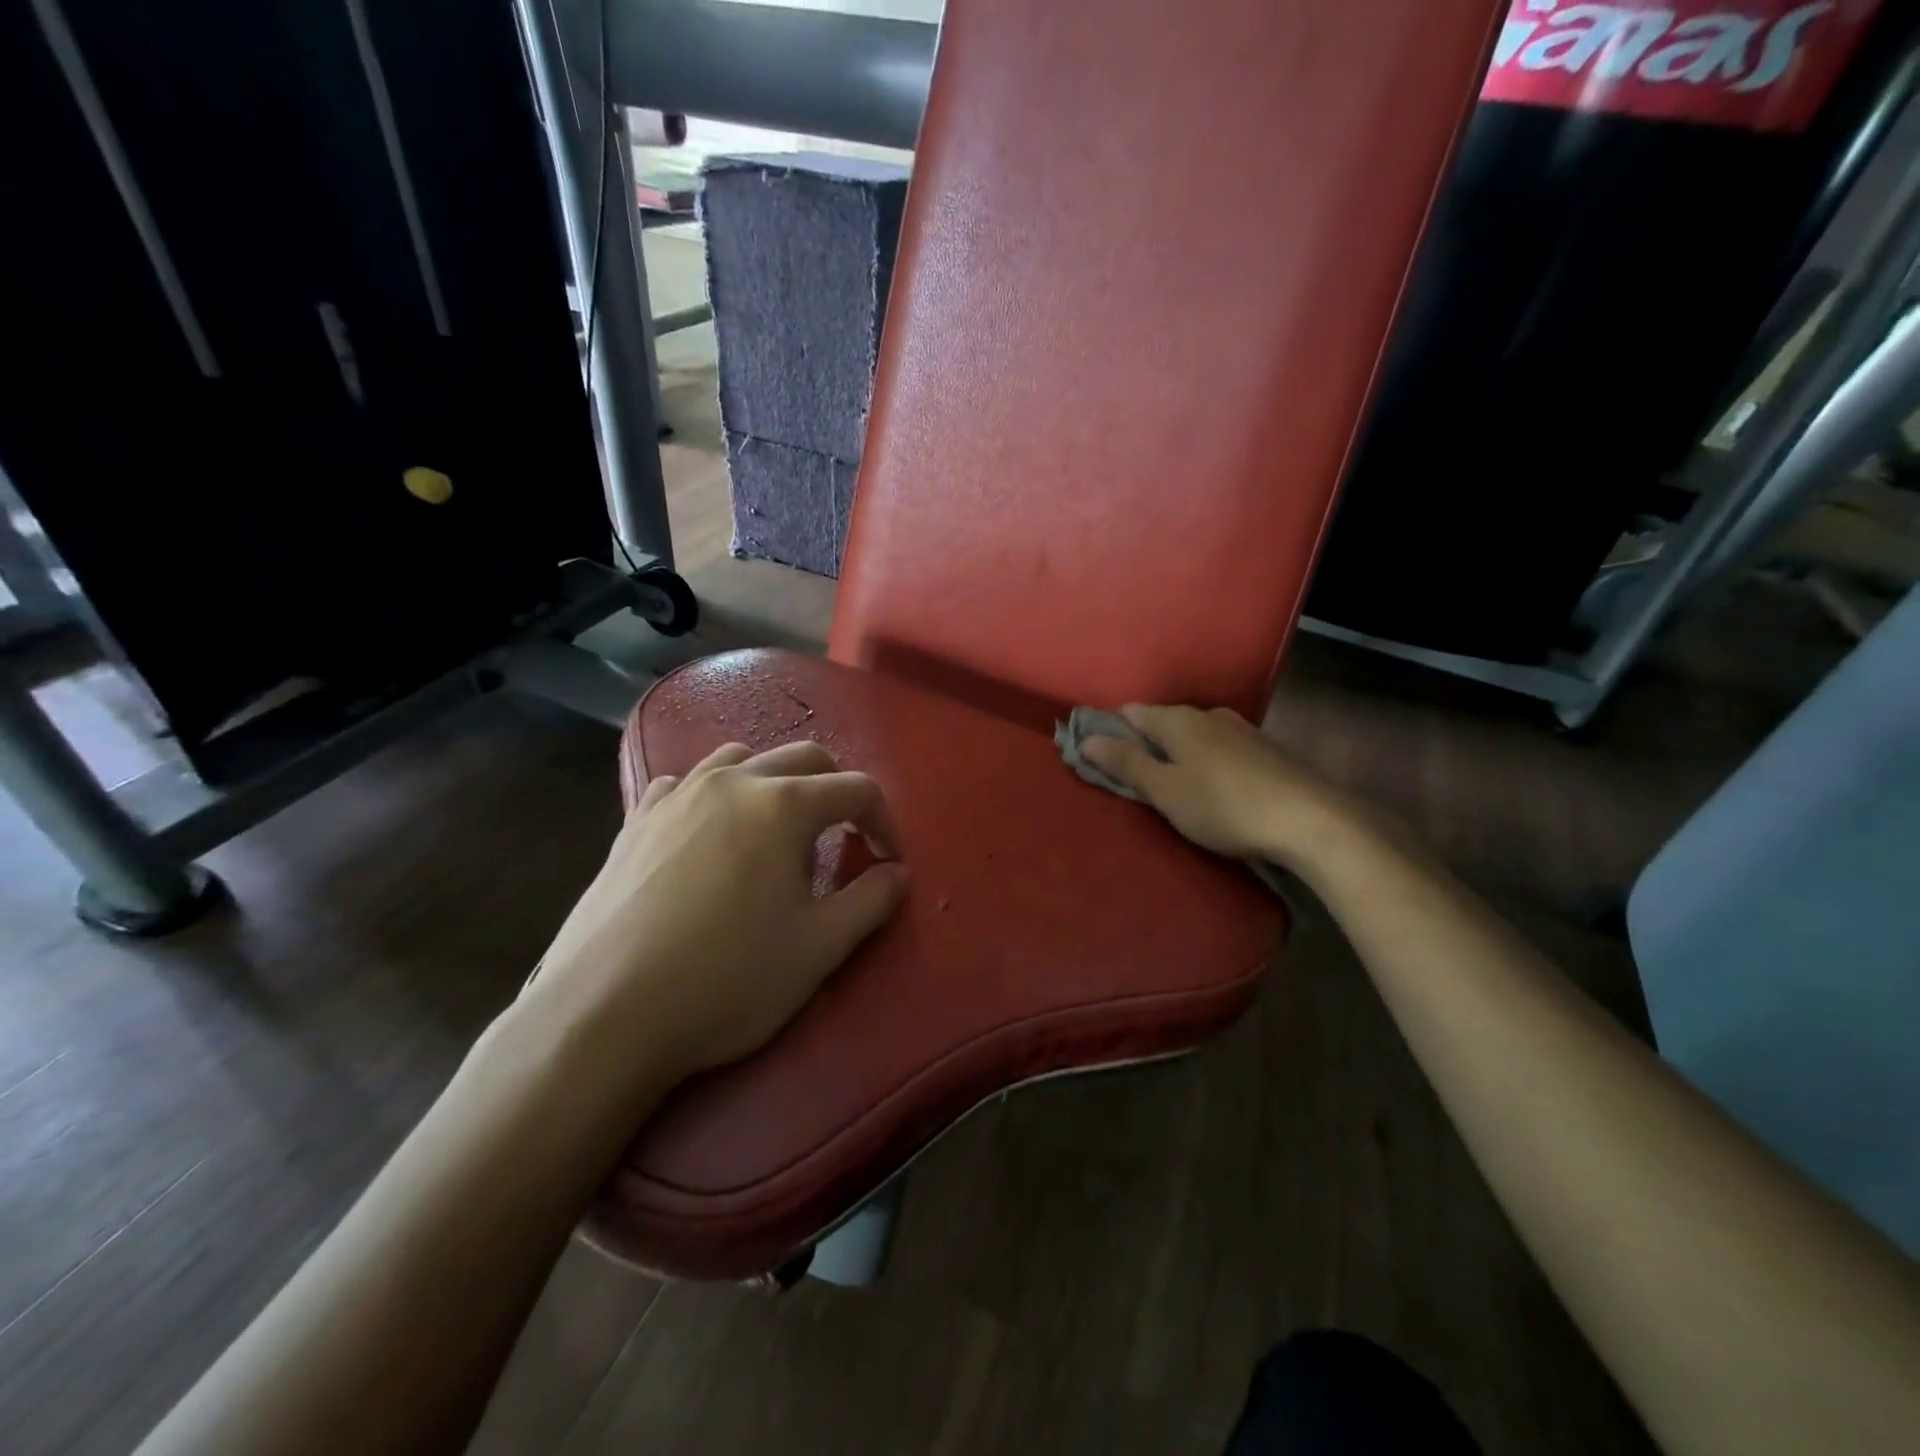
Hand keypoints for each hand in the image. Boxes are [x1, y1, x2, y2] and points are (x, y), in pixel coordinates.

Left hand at [528, 741, 909, 1087]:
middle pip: (804, 757)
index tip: (888, 861)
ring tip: (778, 827)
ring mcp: (678, 795)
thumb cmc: (727, 980)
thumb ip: (871, 900)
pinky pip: (685, 782)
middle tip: (844, 837)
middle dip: (837, 789)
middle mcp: (732, 782)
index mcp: (783, 805)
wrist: (605, 1013)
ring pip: (741, 758)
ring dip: (775, 781)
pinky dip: (713, 793)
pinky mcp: (636, 820)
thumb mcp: (819, 948)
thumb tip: (896, 873)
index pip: (856, 789)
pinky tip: (709, 831)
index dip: (884, 822)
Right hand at [1079, 705, 1364, 868]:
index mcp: (1178, 720)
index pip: (1131, 713)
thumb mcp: (1165, 791)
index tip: (1099, 757)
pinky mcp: (1266, 751)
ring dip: (1177, 754)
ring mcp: (1242, 730)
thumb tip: (1086, 738)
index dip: (1110, 731)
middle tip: (1134, 779)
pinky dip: (1205, 762)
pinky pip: (1220, 749)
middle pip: (1163, 722)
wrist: (1312, 821)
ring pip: (1194, 735)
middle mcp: (1209, 715)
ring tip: (1171, 785)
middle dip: (1144, 744)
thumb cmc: (1224, 806)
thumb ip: (1126, 763)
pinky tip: (1212, 787)